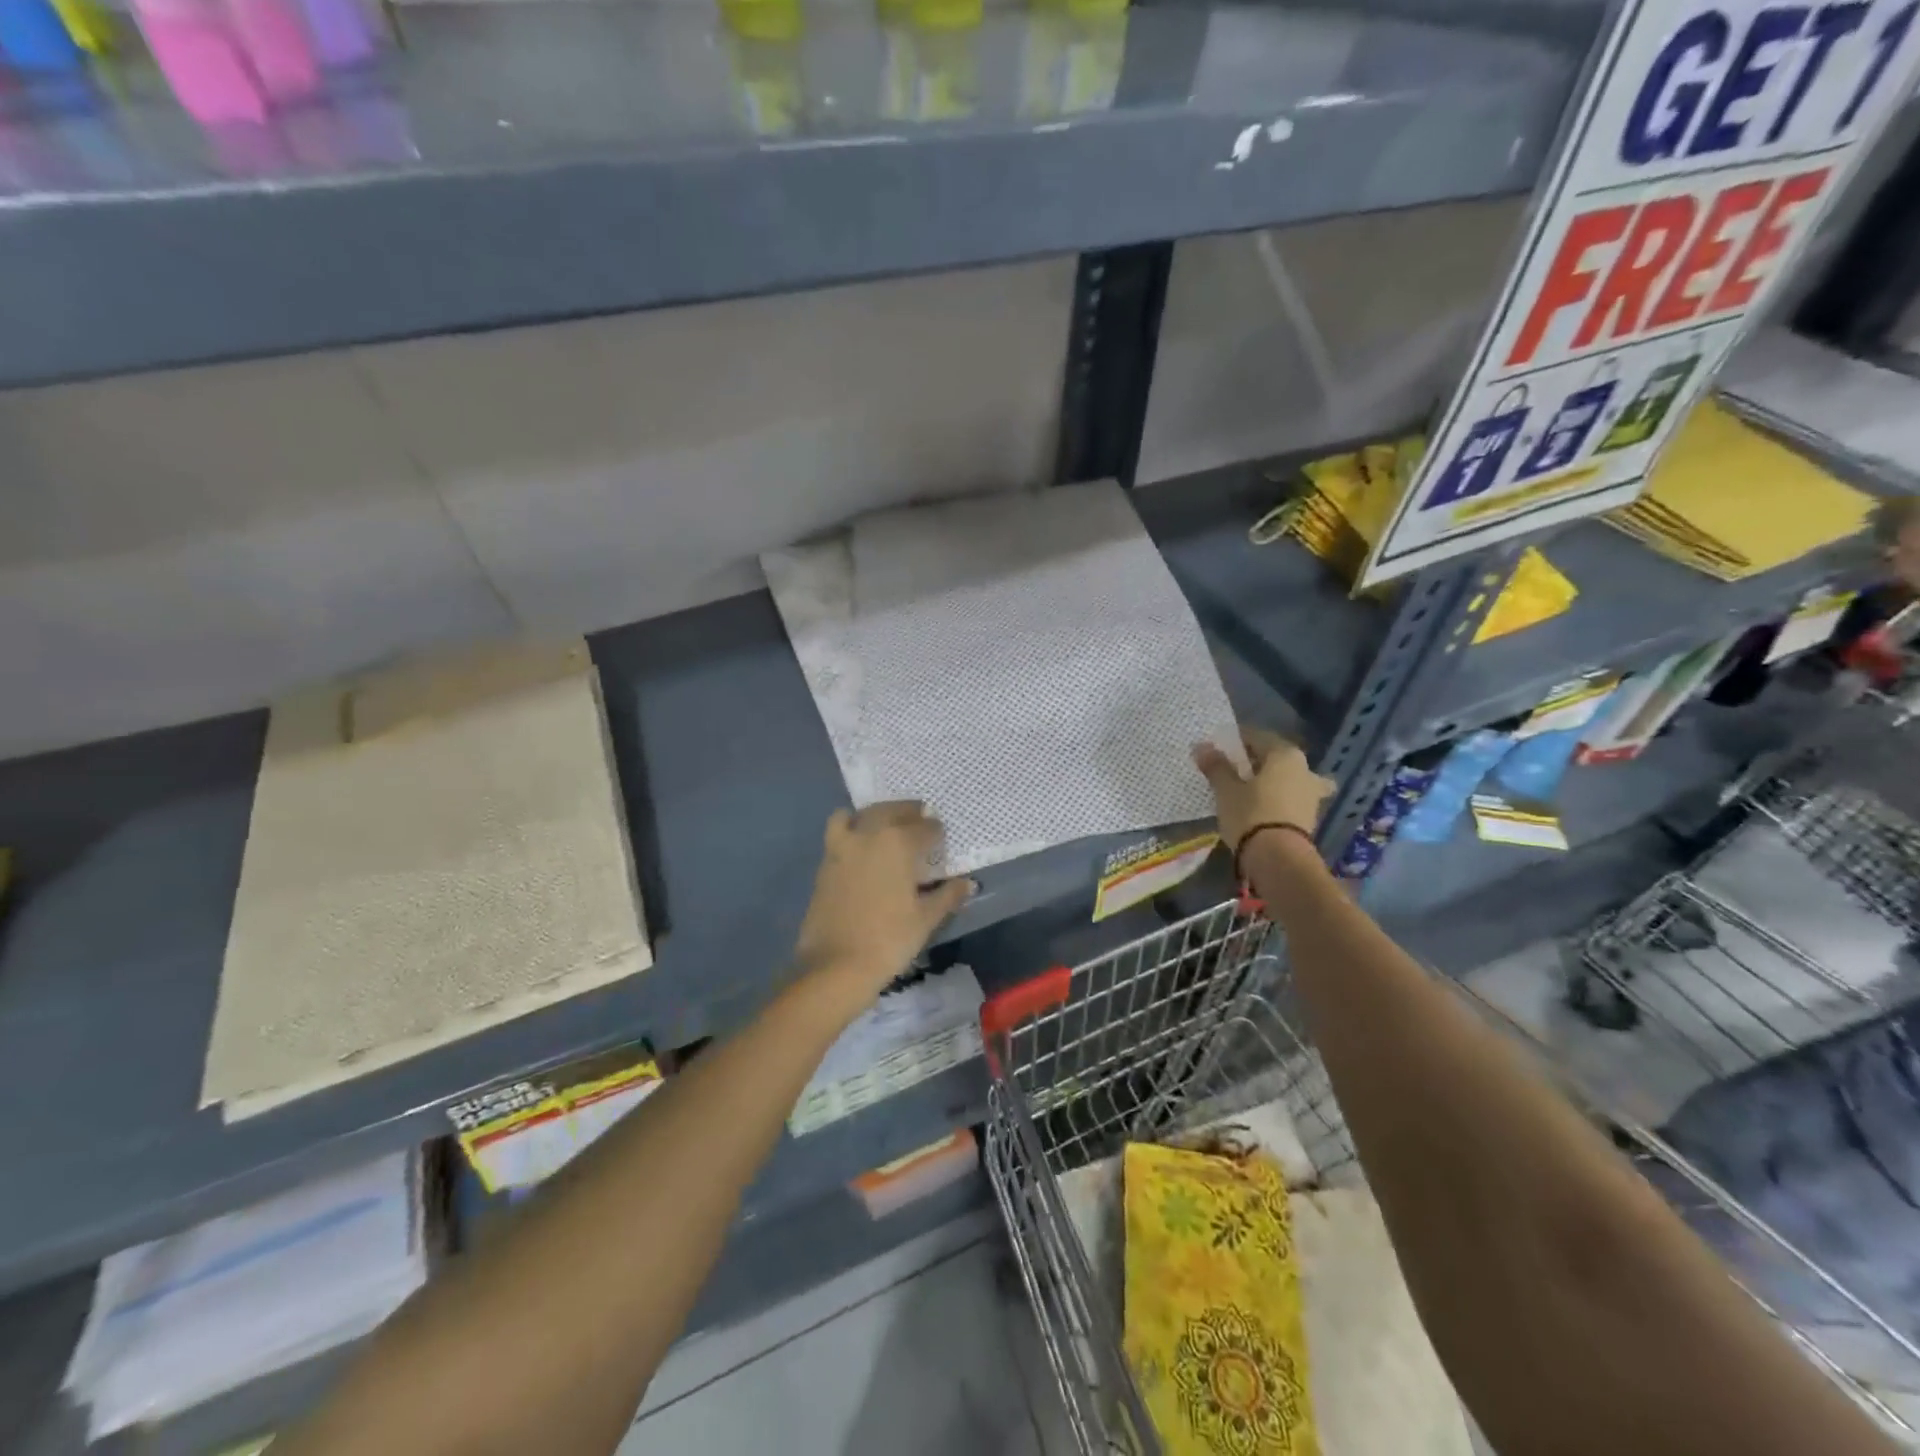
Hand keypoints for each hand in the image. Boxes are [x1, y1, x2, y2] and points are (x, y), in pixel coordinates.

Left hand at [794, 802, 973, 1001]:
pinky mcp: (824, 864)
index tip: (941, 837)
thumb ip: (947, 896)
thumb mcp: (925, 919)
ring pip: (858, 815)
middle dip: (908, 812)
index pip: (924, 827)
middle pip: (890, 811)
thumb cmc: (889, 940)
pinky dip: (851, 829)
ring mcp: (842, 847)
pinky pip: (838, 832)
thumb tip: (968, 883)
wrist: (836, 965)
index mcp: (898, 843)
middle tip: (919, 817)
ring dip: (874, 814)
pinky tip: (861, 848)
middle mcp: (869, 835)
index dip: (936, 832)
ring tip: (884, 825)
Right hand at [1192, 726, 1334, 852]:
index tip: (1218, 749)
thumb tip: (1202, 746)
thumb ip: (1216, 766)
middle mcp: (1305, 768)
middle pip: (1276, 757)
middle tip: (1232, 770)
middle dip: (1256, 761)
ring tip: (1251, 790)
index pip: (1257, 737)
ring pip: (1288, 778)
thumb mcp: (1226, 790)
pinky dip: (1279, 799)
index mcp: (1285, 754)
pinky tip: (1264, 807)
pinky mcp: (1310, 816)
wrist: (1279, 858)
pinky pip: (1291, 798)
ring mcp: (1311, 793)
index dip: (1235, 741)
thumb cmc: (1250, 814)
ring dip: (1272, 780)